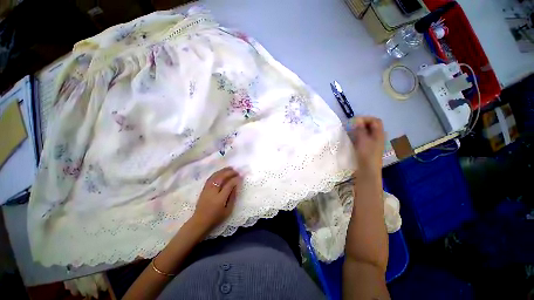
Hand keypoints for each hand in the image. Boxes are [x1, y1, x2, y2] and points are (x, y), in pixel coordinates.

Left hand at [191, 167, 241, 232]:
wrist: (199, 221)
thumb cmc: (216, 218)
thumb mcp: (228, 210)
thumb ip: (232, 197)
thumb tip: (236, 186)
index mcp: (220, 199)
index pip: (229, 185)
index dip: (235, 179)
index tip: (241, 176)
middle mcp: (213, 192)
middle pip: (221, 178)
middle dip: (230, 173)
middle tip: (236, 171)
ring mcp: (207, 189)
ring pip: (215, 176)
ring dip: (223, 171)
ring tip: (230, 168)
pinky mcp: (203, 189)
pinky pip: (210, 178)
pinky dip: (217, 173)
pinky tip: (221, 171)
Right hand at [348, 116, 384, 173]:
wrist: (368, 169)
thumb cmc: (366, 153)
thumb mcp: (362, 139)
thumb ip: (360, 129)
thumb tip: (357, 120)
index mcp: (379, 134)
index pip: (375, 120)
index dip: (366, 118)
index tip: (354, 121)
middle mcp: (378, 137)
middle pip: (372, 126)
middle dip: (361, 124)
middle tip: (351, 125)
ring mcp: (373, 143)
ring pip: (367, 132)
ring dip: (359, 130)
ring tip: (350, 131)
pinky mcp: (368, 148)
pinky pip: (364, 138)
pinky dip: (358, 136)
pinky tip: (352, 139)